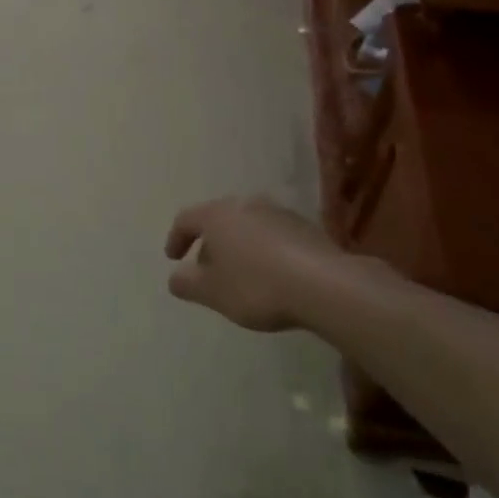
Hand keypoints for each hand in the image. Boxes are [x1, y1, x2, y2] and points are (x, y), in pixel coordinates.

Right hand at [164, 196, 347, 331]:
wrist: (325, 285)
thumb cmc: (257, 286)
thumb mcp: (212, 293)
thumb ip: (187, 284)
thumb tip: (175, 277)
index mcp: (217, 215)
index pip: (186, 219)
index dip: (176, 238)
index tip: (173, 258)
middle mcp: (246, 205)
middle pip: (218, 220)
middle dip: (210, 244)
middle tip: (207, 269)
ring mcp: (278, 213)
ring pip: (247, 226)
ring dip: (238, 247)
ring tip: (240, 275)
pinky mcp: (306, 227)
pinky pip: (273, 236)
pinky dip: (264, 251)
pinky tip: (272, 275)